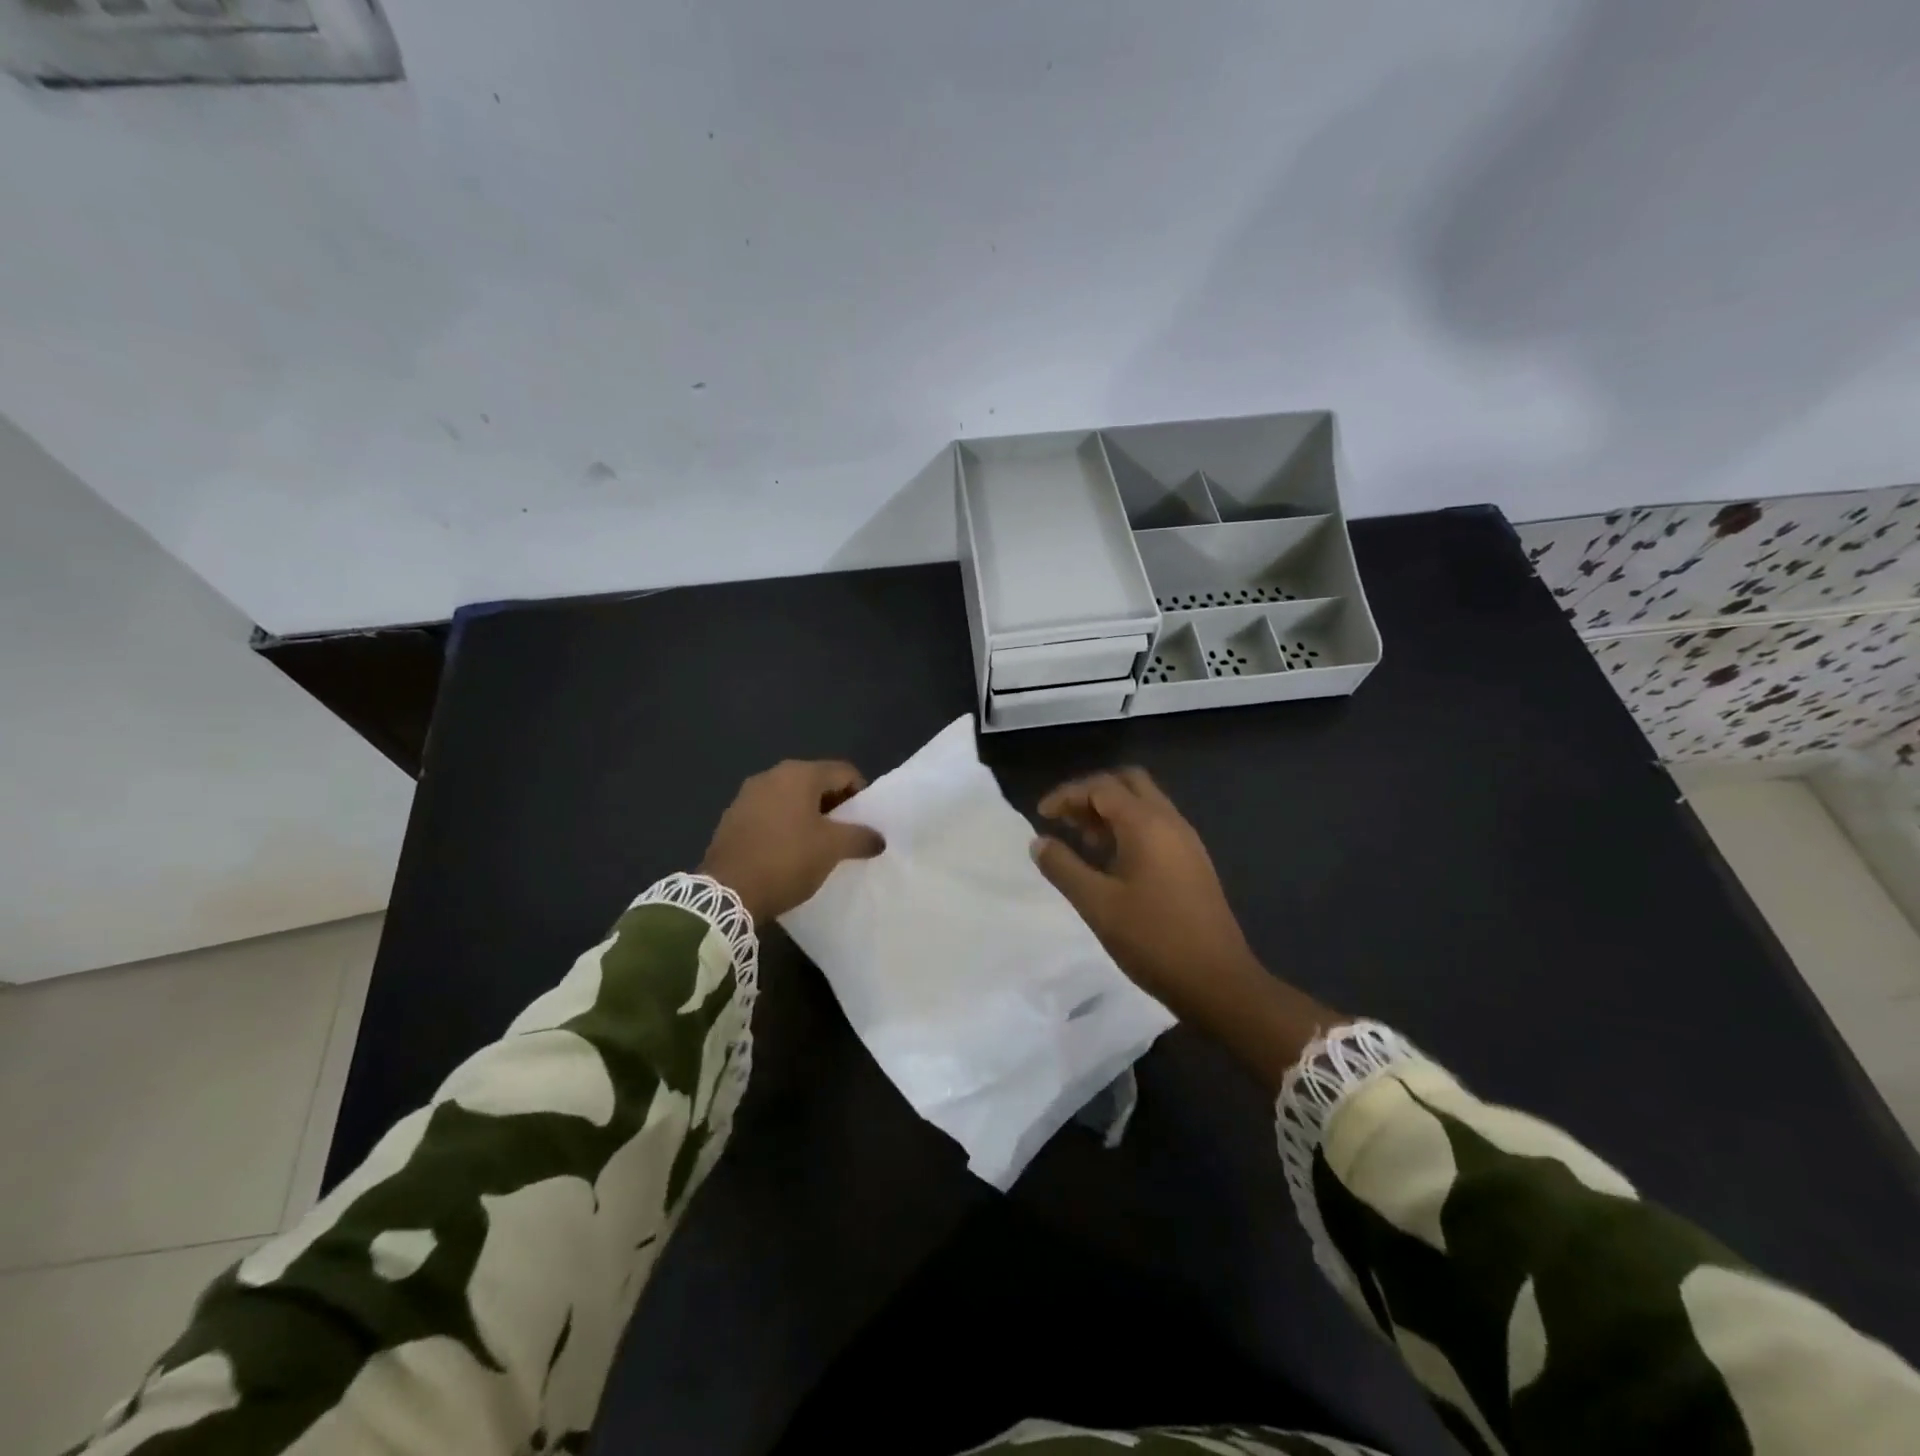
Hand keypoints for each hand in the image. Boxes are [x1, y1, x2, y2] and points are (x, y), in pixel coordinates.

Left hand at [700, 761, 884, 921]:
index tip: (864, 822)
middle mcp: (771, 775)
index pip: (843, 772)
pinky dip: (784, 826)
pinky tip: (787, 852)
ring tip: (816, 846)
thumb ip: (861, 837)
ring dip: (808, 816)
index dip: (861, 795)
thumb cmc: (787, 860)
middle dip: (834, 806)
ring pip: (791, 798)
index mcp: (798, 774)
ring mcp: (747, 795)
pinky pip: (769, 814)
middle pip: (816, 782)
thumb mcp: (832, 849)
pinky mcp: (731, 818)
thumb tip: (878, 838)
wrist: (726, 893)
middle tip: (844, 835)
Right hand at [1032, 768, 1342, 1087]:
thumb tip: (1038, 842)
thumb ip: (1063, 867)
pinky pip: (1156, 826)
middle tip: (1066, 820)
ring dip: (1111, 811)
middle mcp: (1170, 821)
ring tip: (1082, 840)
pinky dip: (1128, 828)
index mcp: (1147, 824)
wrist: (1218, 981)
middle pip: (1128, 783)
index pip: (1101, 786)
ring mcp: (1186, 841)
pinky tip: (1111, 861)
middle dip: (1092, 793)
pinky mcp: (1193, 862)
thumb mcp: (1097, 904)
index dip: (1067, 795)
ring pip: (1144, 803)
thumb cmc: (1153, 939)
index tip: (1041, 816)